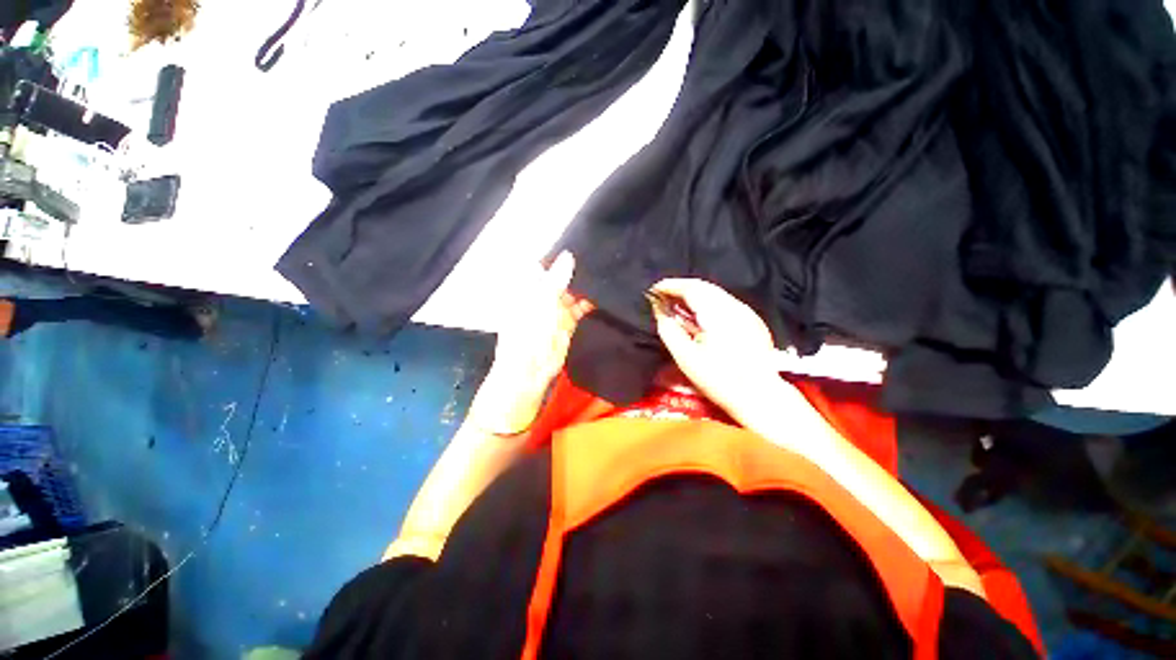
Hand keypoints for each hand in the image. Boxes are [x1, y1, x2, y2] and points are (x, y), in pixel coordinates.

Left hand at [471, 252, 592, 433]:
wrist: (529, 370)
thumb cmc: (527, 333)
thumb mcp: (540, 302)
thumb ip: (555, 279)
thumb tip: (568, 255)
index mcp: (528, 288)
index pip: (544, 265)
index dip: (559, 255)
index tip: (580, 241)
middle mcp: (542, 296)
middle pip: (561, 278)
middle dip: (577, 269)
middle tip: (601, 254)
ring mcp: (555, 310)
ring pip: (573, 292)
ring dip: (586, 285)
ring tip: (606, 271)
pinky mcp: (568, 324)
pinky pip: (580, 309)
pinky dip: (590, 303)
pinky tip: (604, 295)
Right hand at [650, 278, 782, 419]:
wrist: (760, 396)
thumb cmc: (719, 379)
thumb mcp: (686, 358)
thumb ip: (669, 331)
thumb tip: (659, 312)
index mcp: (717, 313)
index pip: (690, 288)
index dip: (670, 286)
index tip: (654, 290)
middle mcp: (733, 306)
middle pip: (703, 287)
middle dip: (680, 288)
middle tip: (662, 297)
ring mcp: (745, 312)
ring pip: (714, 293)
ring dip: (693, 295)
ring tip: (677, 305)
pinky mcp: (751, 320)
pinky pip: (723, 302)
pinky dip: (706, 303)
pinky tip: (698, 316)